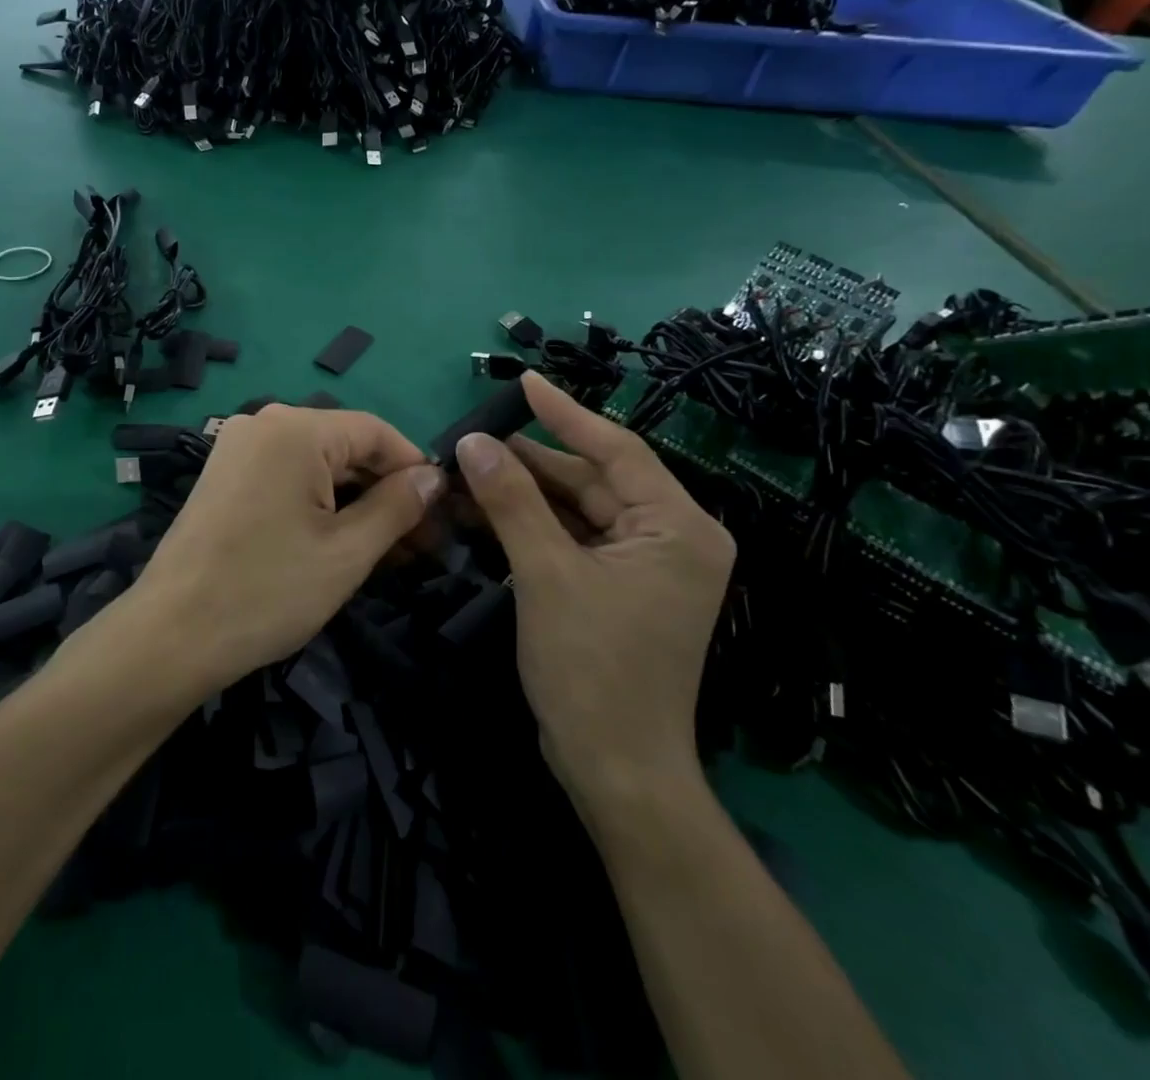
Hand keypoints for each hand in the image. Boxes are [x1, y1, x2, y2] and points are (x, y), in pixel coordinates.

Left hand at [127, 406, 444, 696]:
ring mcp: (237, 448)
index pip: (376, 432)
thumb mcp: (347, 552)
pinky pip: (285, 476)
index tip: (442, 516)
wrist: (171, 635)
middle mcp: (262, 423)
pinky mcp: (223, 475)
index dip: (415, 470)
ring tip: (387, 552)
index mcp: (295, 428)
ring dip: (354, 502)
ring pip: (316, 465)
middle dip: (386, 491)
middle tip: (420, 545)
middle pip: (345, 446)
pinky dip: (317, 504)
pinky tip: (339, 542)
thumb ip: (398, 506)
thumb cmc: (267, 591)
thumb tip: (434, 478)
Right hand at [456, 373, 734, 818]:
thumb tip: (474, 440)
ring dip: (526, 492)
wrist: (615, 769)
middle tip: (475, 437)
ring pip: (579, 509)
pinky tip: (488, 509)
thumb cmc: (592, 668)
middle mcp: (672, 538)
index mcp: (678, 527)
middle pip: (594, 479)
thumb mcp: (545, 573)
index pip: (616, 449)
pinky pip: (575, 538)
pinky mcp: (621, 588)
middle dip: (532, 460)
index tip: (524, 380)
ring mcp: (647, 566)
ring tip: (471, 469)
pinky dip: (534, 524)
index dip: (565, 413)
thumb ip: (511, 500)